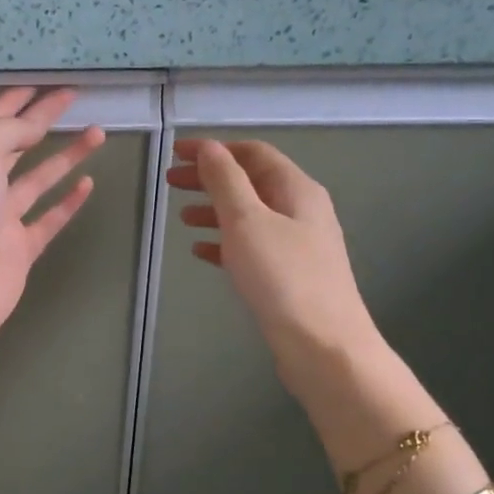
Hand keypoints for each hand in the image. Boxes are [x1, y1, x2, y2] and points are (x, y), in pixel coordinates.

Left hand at [0, 87, 104, 362]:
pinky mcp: (18, 249)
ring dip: (65, 156)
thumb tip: (32, 126)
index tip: (45, 81)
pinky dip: (67, 202)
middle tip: (74, 97)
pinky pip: (47, 219)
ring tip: (97, 133)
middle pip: (15, 144)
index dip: (17, 99)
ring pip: (36, 179)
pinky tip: (88, 183)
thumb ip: (8, 130)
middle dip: (43, 119)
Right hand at [168, 138, 387, 405]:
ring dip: (215, 210)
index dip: (213, 149)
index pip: (252, 153)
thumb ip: (225, 182)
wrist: (323, 345)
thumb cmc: (283, 277)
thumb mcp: (247, 221)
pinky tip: (201, 251)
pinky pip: (251, 247)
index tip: (174, 153)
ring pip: (249, 215)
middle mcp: (301, 210)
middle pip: (251, 182)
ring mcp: (297, 244)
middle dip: (210, 179)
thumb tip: (208, 148)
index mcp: (296, 189)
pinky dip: (224, 242)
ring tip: (182, 217)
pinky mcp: (288, 275)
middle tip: (170, 183)